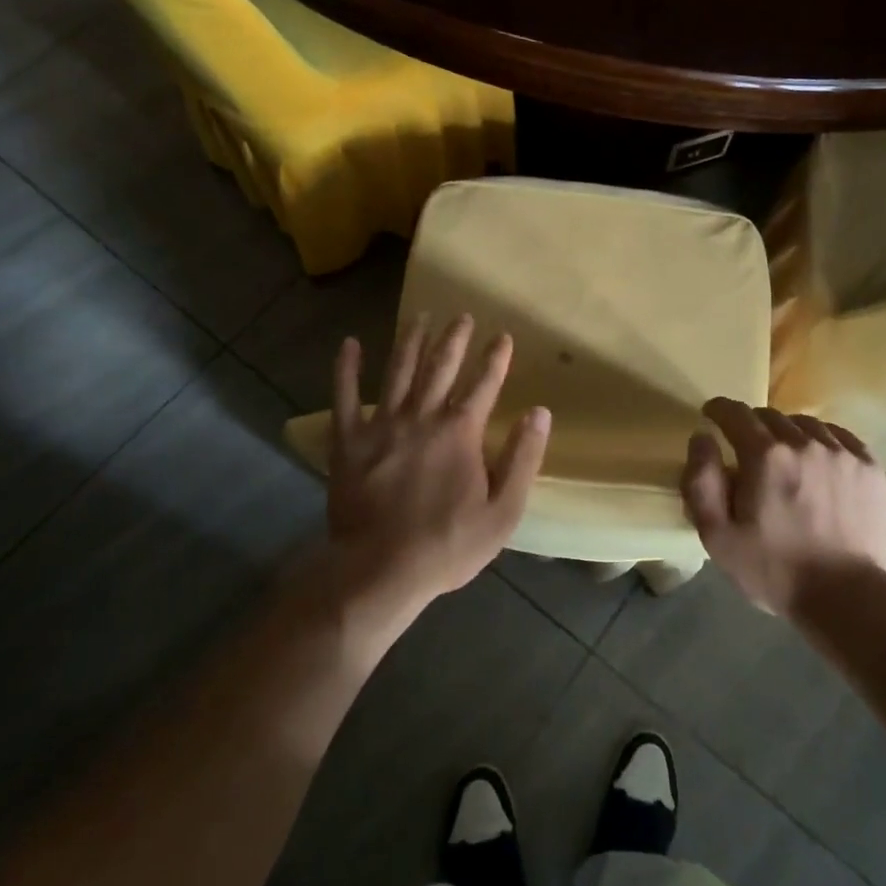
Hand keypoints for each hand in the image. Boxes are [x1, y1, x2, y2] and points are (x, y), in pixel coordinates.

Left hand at [325, 315, 550, 617]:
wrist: (380, 570)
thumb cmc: (447, 544)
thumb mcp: (503, 511)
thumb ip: (523, 458)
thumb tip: (540, 412)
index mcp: (460, 432)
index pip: (484, 384)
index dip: (495, 359)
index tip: (503, 337)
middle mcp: (423, 416)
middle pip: (441, 366)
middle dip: (455, 338)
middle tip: (462, 315)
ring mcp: (382, 425)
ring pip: (398, 371)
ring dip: (410, 340)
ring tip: (419, 316)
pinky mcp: (349, 440)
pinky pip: (344, 396)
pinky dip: (347, 368)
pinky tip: (349, 344)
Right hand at [681, 399, 885, 616]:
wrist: (849, 598)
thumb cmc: (775, 570)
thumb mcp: (717, 536)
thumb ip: (701, 482)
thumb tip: (702, 438)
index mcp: (765, 455)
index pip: (735, 413)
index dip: (719, 410)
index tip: (712, 415)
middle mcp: (804, 442)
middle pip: (770, 416)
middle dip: (752, 426)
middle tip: (747, 448)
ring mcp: (842, 452)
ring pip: (805, 424)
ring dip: (788, 432)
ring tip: (785, 455)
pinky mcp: (870, 467)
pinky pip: (839, 436)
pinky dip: (822, 440)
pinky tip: (818, 458)